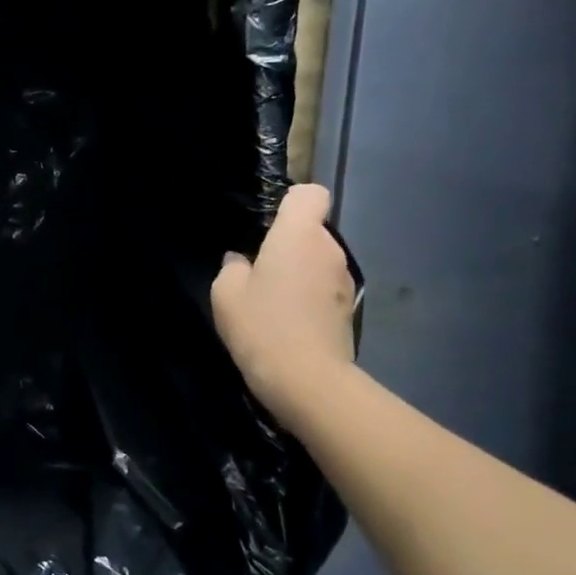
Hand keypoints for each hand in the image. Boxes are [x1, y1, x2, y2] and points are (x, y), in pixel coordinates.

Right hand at [211, 184, 356, 428]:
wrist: (306, 380)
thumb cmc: (262, 326)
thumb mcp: (226, 293)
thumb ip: (233, 266)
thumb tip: (242, 260)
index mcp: (299, 235)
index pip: (310, 194)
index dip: (289, 204)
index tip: (266, 228)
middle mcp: (329, 249)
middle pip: (312, 230)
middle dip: (288, 243)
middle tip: (259, 272)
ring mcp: (345, 279)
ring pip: (319, 260)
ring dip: (300, 271)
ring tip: (273, 301)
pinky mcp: (349, 308)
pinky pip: (325, 287)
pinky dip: (310, 296)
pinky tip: (289, 321)